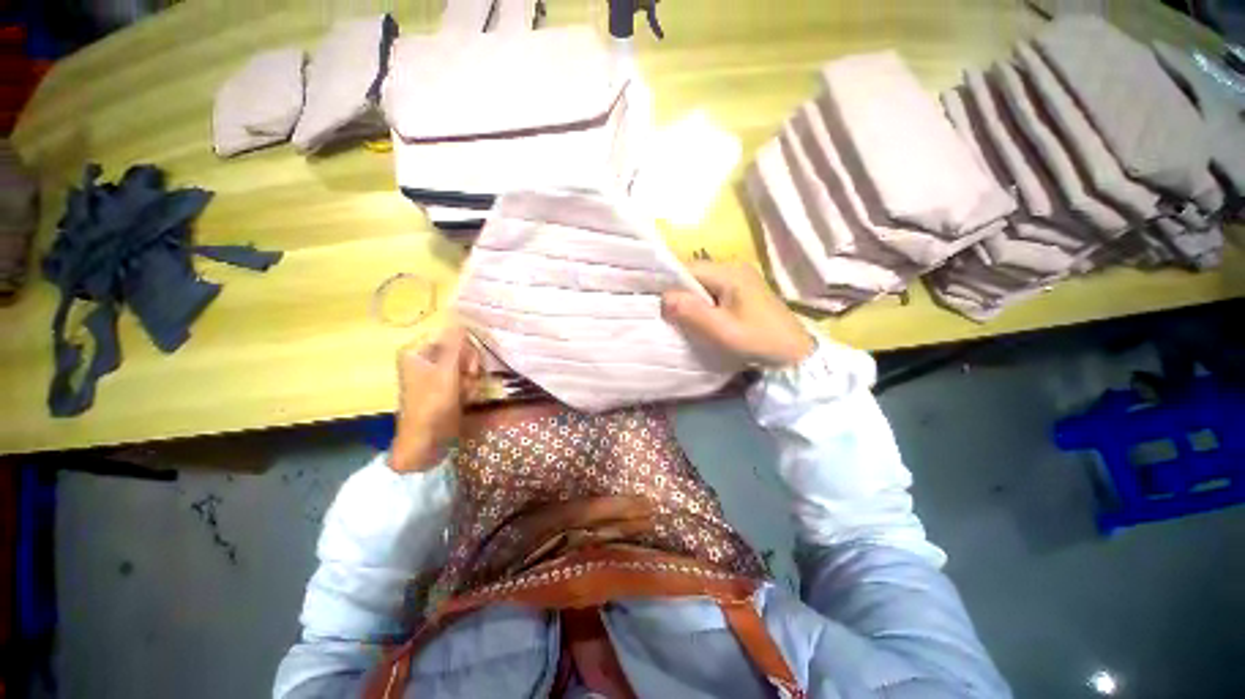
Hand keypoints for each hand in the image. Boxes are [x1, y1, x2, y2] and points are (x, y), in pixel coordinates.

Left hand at [389, 325, 482, 472]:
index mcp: (416, 350)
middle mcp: (424, 358)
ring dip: (470, 378)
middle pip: (459, 349)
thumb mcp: (447, 373)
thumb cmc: (432, 404)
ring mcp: (434, 372)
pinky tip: (465, 398)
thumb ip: (456, 345)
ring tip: (465, 393)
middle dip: (468, 365)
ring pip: (464, 363)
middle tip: (468, 379)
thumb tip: (460, 319)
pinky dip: (467, 386)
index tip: (469, 365)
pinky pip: (463, 376)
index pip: (450, 335)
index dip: (464, 348)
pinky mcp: (443, 385)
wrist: (426, 440)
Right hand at [661, 261, 814, 367]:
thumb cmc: (758, 341)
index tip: (653, 300)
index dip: (667, 282)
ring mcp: (739, 277)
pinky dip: (700, 302)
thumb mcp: (722, 331)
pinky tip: (696, 316)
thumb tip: (663, 298)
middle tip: (662, 312)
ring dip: (688, 298)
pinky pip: (711, 290)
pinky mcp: (741, 289)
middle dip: (677, 291)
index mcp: (729, 272)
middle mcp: (733, 267)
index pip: (687, 268)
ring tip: (676, 316)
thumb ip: (692, 313)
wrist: (794, 352)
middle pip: (693, 274)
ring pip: (701, 283)